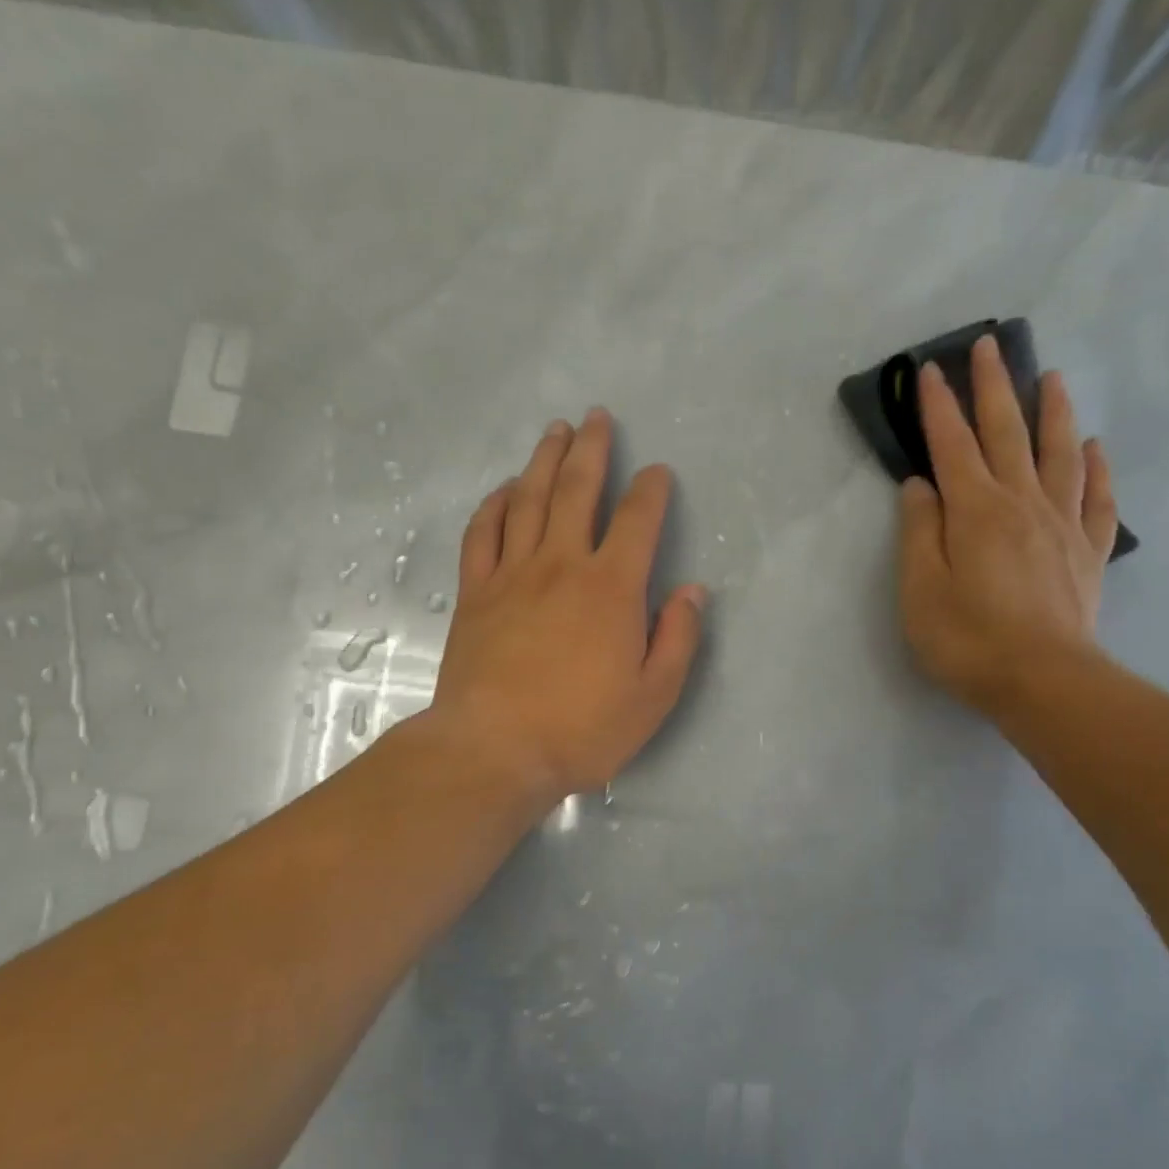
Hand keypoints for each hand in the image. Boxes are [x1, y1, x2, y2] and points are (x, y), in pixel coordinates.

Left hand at [428, 410, 706, 815]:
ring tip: (555, 431)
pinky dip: (496, 503)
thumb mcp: (653, 696)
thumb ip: (678, 639)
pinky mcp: (476, 592)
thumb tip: (693, 591)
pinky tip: (506, 489)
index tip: (657, 472)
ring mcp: (513, 574)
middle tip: (596, 417)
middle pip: (578, 490)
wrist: (494, 750)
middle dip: (592, 449)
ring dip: (544, 460)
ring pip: (529, 499)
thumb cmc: (582, 728)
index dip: (651, 490)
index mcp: (612, 588)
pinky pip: (483, 532)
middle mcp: (562, 564)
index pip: (638, 520)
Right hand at [898, 335, 1118, 721]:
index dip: (938, 406)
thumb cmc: (968, 639)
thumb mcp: (921, 590)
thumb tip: (920, 485)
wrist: (1044, 682)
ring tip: (1053, 376)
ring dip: (1053, 411)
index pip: (951, 444)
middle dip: (994, 387)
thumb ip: (919, 532)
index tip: (929, 369)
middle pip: (1007, 433)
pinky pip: (1096, 498)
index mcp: (975, 510)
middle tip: (989, 346)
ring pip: (1059, 453)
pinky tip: (1094, 448)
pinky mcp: (1087, 552)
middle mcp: (1021, 503)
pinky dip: (1096, 468)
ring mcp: (1061, 525)